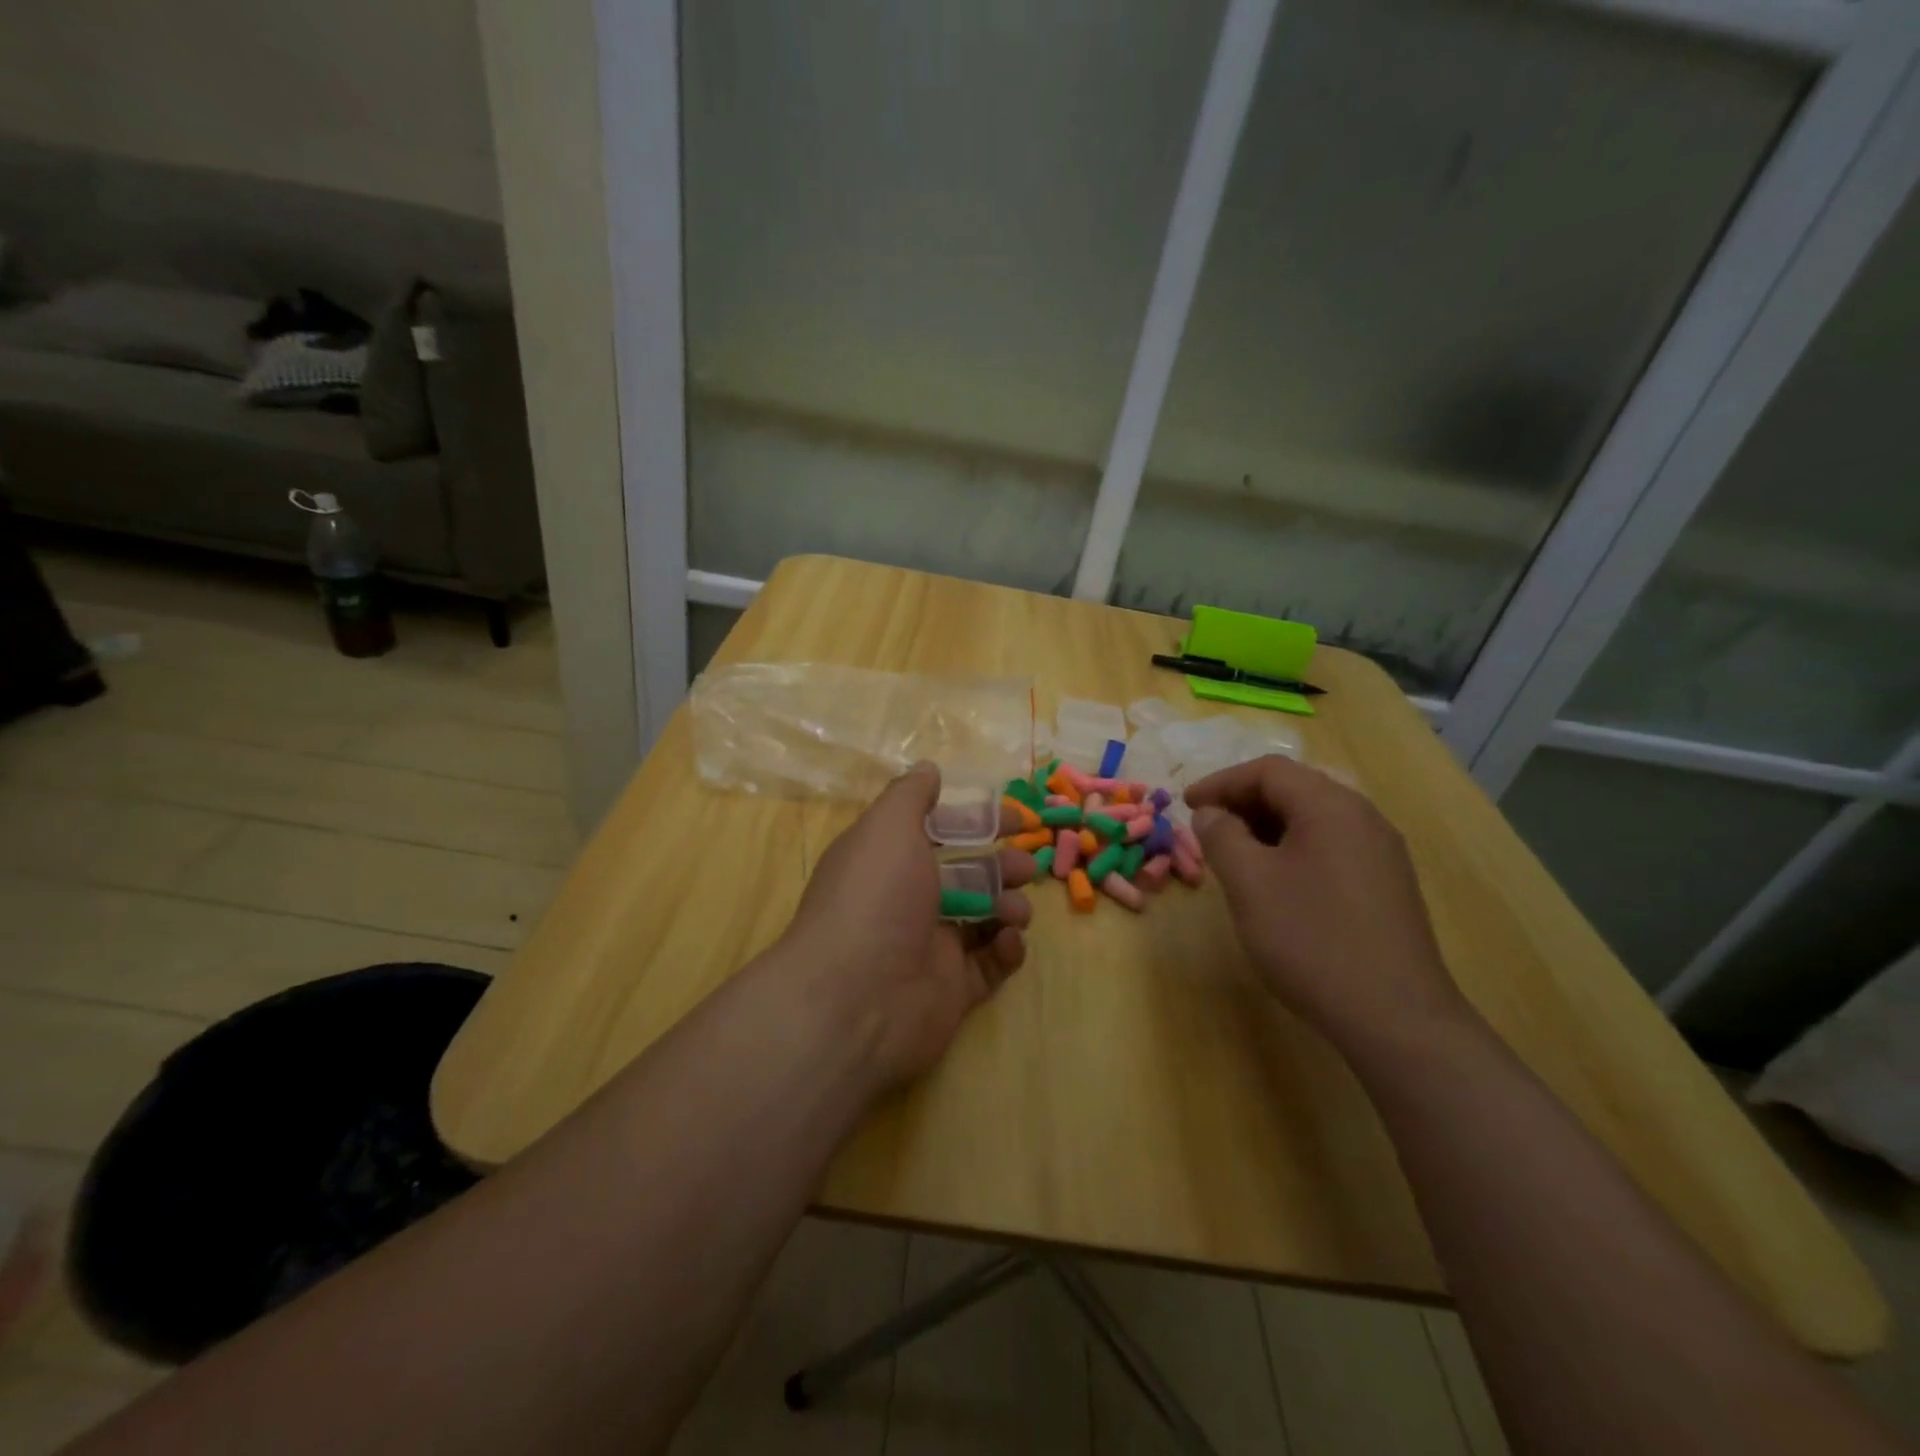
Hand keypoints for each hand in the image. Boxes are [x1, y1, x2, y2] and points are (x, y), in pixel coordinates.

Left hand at [781, 763, 1034, 1088]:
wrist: (857, 998)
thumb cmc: (876, 897)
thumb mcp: (888, 827)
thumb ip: (911, 795)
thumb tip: (928, 769)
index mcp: (890, 860)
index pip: (940, 833)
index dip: (977, 822)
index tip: (1013, 817)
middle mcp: (908, 901)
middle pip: (968, 874)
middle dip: (1002, 865)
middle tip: (1024, 866)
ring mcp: (931, 947)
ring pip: (984, 917)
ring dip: (1009, 905)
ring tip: (1014, 910)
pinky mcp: (953, 990)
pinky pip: (990, 964)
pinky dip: (1005, 950)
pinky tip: (1006, 941)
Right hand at [1186, 756, 1465, 1051]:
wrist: (1396, 1018)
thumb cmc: (1312, 940)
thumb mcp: (1250, 883)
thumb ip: (1222, 837)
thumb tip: (1211, 814)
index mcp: (1331, 807)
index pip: (1268, 771)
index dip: (1221, 782)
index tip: (1186, 806)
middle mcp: (1364, 818)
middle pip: (1294, 789)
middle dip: (1243, 803)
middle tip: (1206, 829)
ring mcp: (1381, 853)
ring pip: (1312, 820)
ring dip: (1266, 827)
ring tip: (1233, 856)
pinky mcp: (1387, 886)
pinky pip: (1330, 847)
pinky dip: (1292, 850)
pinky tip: (1275, 883)